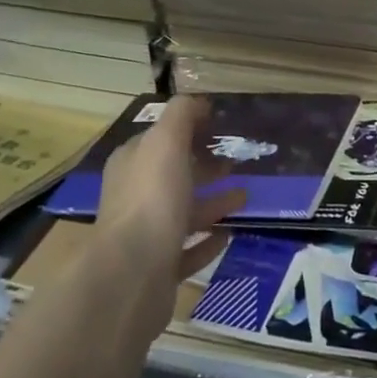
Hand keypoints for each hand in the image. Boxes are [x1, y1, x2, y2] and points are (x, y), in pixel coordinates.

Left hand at [92, 96, 244, 329]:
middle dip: (203, 166)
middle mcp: (134, 197)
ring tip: (245, 197)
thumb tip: (197, 102)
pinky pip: (187, 250)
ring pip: (183, 212)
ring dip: (213, 203)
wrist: (132, 275)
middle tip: (237, 163)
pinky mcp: (158, 270)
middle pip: (172, 175)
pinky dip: (207, 240)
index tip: (219, 127)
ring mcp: (144, 236)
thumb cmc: (151, 199)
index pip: (159, 140)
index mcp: (132, 164)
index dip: (187, 130)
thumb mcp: (166, 142)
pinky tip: (229, 234)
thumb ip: (181, 115)